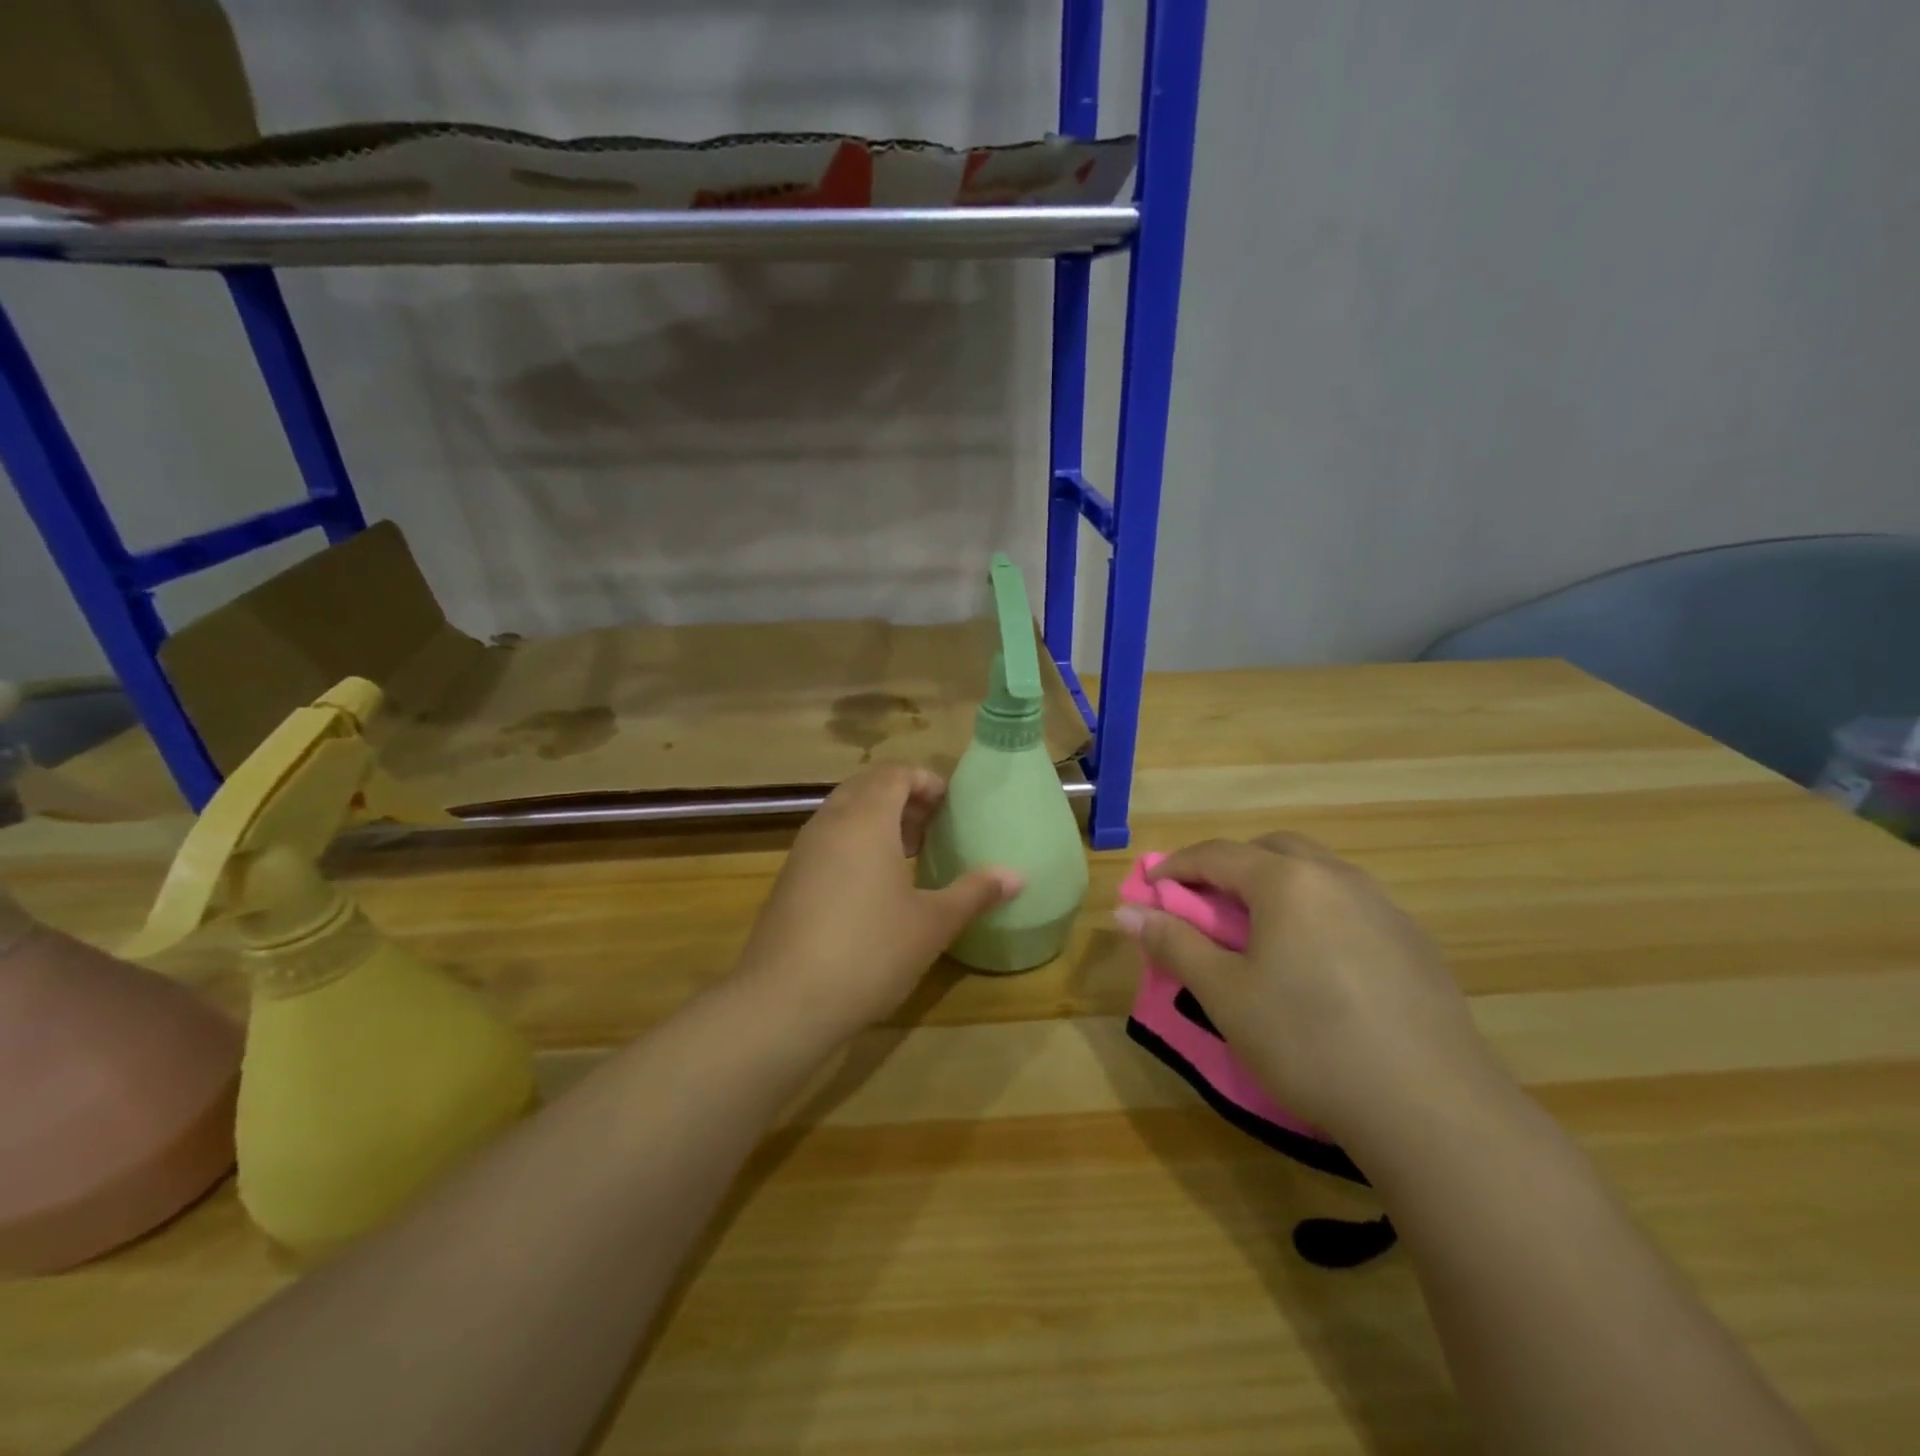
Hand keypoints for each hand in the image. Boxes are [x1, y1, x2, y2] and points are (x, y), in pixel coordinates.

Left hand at [734, 766, 1020, 1033]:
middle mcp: (829, 823)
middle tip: (931, 828)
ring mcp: (802, 852)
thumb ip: (974, 893)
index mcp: (865, 819)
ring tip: (907, 854)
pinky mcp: (788, 881)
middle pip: (866, 788)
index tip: (950, 807)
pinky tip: (872, 889)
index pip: (894, 774)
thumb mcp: (932, 924)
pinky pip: (826, 842)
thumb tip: (1017, 876)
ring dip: (876, 821)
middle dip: (901, 799)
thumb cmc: (869, 951)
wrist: (784, 1001)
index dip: (925, 781)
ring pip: (842, 814)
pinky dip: (853, 845)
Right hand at [1115, 834, 1505, 1148]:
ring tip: (1261, 933)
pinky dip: (1318, 913)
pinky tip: (1318, 965)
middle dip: (1232, 866)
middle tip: (1208, 904)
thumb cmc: (1308, 1041)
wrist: (1431, 1107)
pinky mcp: (1414, 943)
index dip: (1177, 866)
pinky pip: (1351, 905)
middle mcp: (1338, 878)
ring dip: (1278, 886)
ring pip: (1317, 874)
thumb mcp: (1224, 994)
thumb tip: (1127, 911)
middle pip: (1273, 849)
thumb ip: (1173, 943)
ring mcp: (1384, 907)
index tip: (1152, 887)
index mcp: (1288, 881)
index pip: (1218, 854)